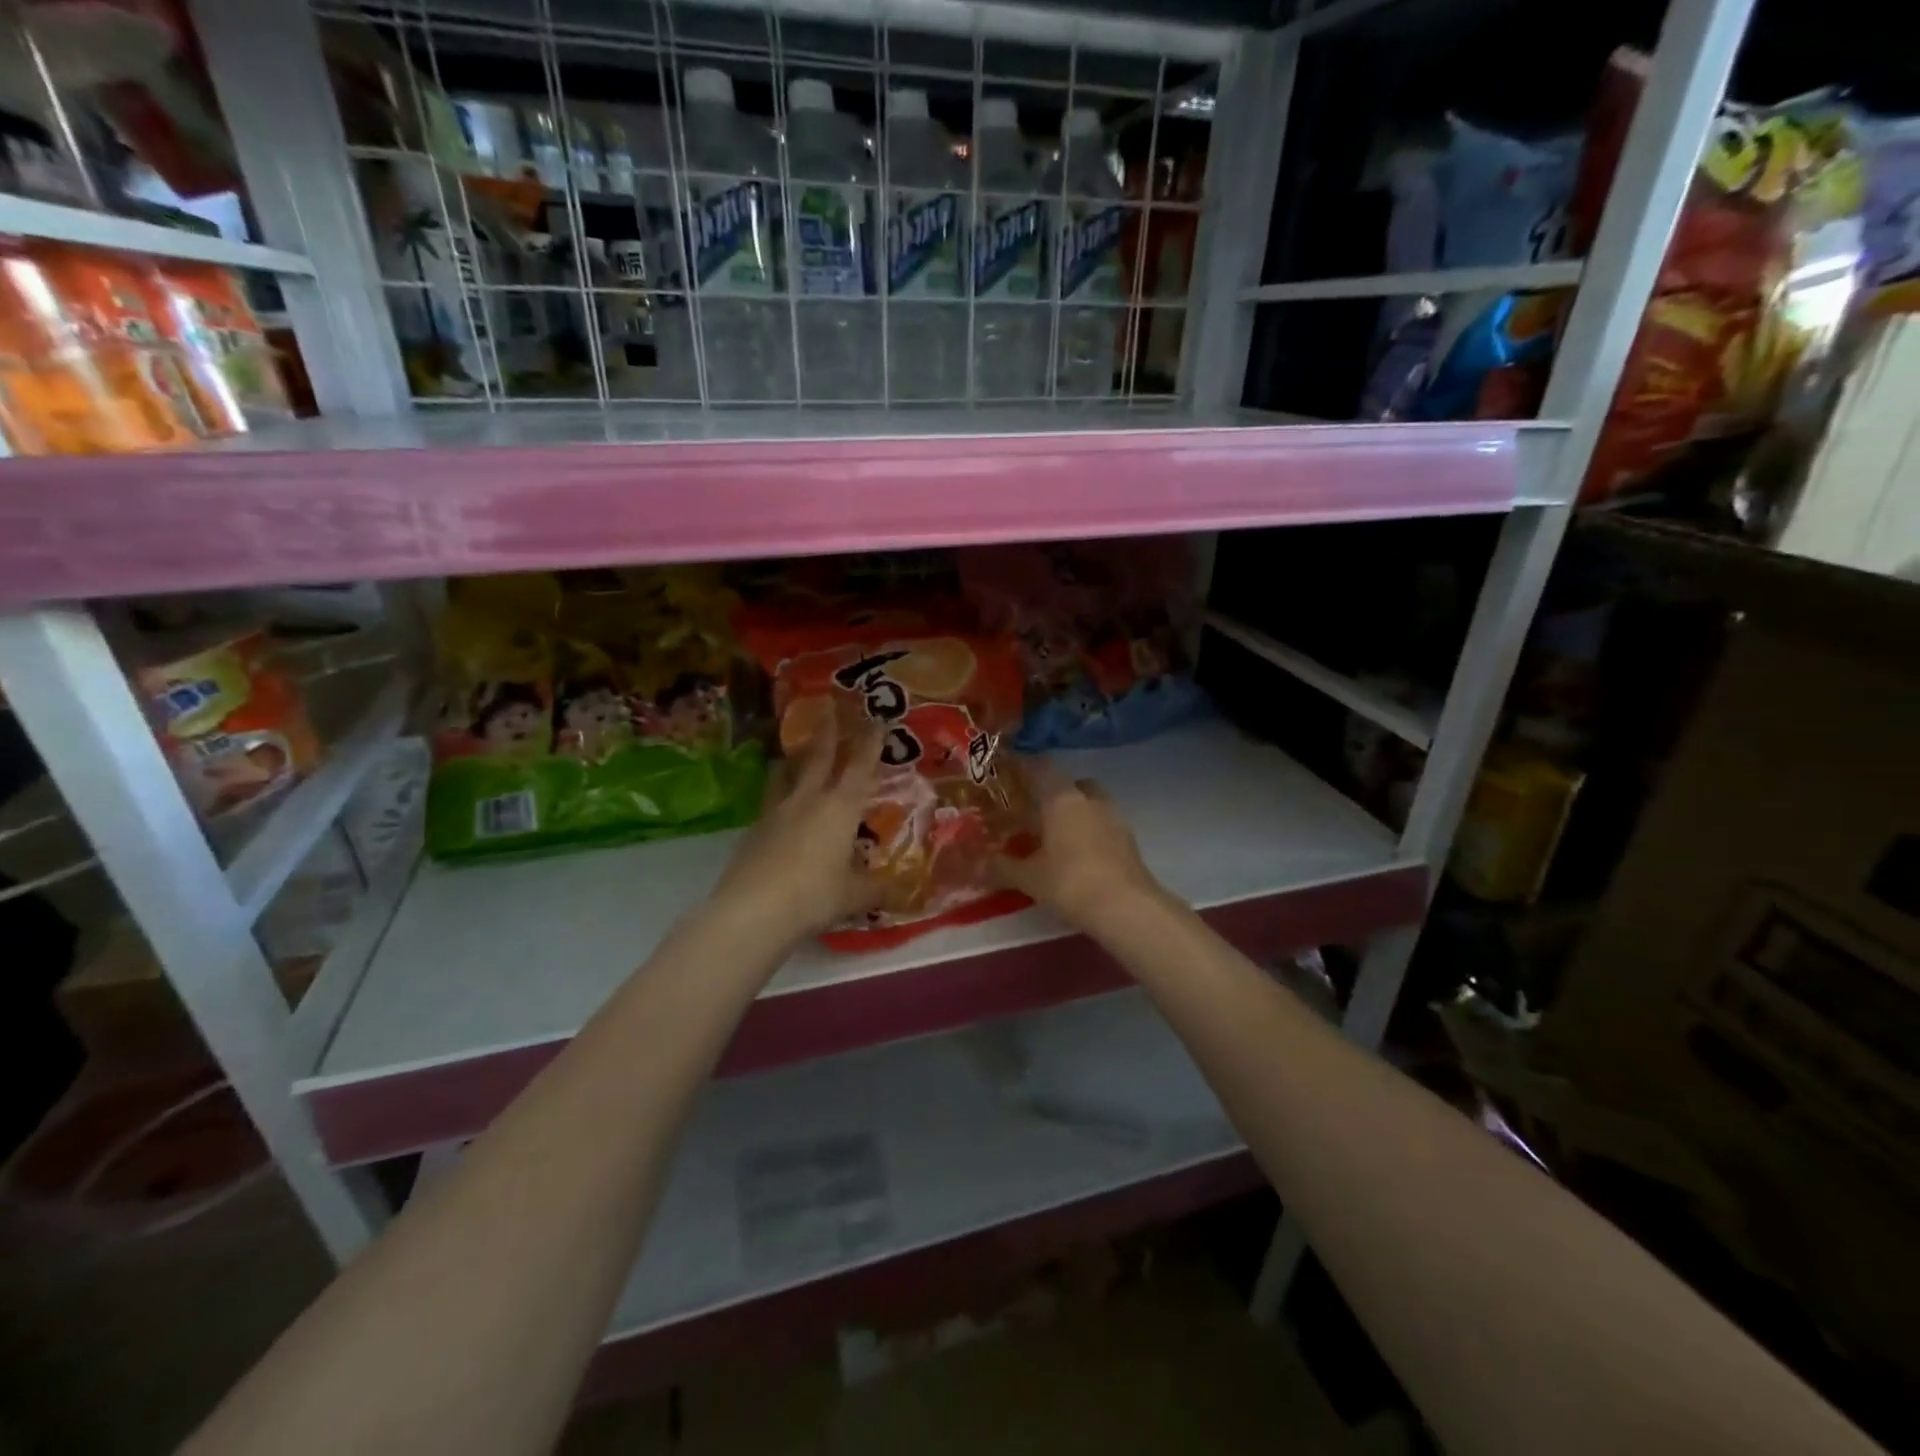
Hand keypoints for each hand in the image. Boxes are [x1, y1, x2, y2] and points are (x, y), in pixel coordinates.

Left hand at [709, 720, 886, 942]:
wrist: (753, 910)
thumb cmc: (814, 896)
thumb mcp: (854, 896)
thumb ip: (875, 888)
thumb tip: (897, 890)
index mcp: (840, 808)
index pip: (860, 766)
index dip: (870, 742)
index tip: (875, 720)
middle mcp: (808, 800)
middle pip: (819, 757)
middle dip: (828, 732)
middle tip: (829, 706)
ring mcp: (776, 812)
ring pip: (787, 774)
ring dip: (796, 759)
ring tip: (797, 752)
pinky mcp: (754, 830)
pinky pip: (771, 802)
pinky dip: (780, 794)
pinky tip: (781, 807)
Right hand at [993, 767, 1165, 931]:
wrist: (1126, 907)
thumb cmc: (1070, 882)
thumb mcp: (1029, 877)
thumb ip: (1001, 866)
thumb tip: (975, 862)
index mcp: (1061, 799)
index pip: (1041, 767)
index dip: (1024, 766)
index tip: (1008, 771)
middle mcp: (1089, 799)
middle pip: (1070, 783)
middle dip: (1053, 792)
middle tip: (1033, 808)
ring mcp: (1113, 817)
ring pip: (1090, 802)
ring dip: (1074, 811)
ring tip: (1055, 833)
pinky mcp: (1128, 839)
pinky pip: (1103, 823)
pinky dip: (1089, 830)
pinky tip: (1077, 853)